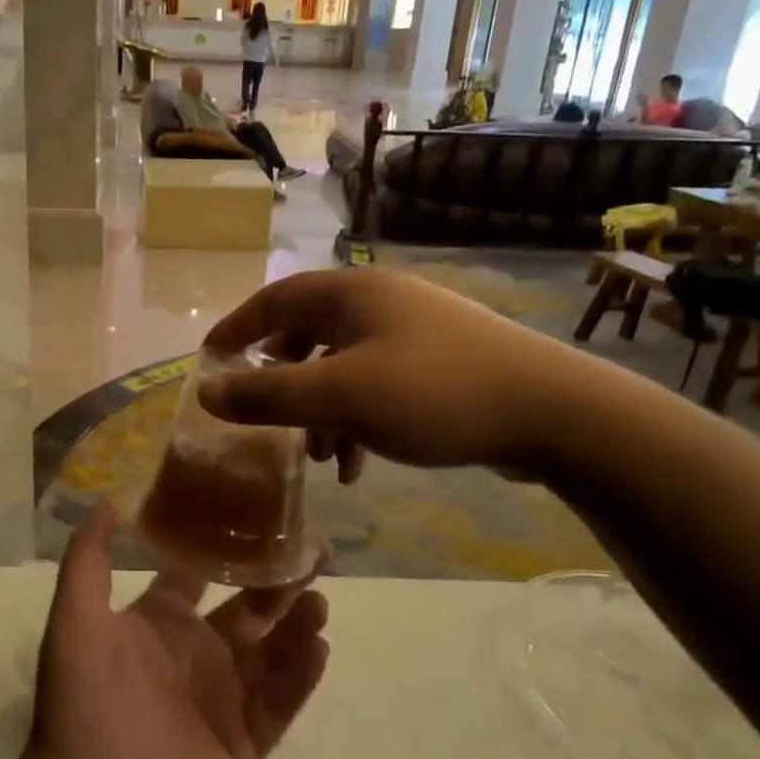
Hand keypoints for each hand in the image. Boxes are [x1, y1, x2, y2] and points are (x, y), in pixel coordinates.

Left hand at [25, 504, 329, 758]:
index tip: (260, 519)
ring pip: (272, 652)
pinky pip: (280, 703)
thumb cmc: (85, 702)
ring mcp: (223, 698)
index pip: (200, 574)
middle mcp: (196, 652)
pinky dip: (301, 676)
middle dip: (279, 584)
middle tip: (314, 556)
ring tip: (319, 601)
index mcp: (161, 621)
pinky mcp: (244, 742)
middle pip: (248, 609)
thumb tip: (106, 499)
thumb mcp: (76, 618)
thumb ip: (89, 559)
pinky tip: (318, 647)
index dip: (227, 548)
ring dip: (297, 626)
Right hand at [196, 268, 587, 472]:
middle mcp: (379, 302)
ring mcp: (413, 331)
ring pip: (343, 366)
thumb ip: (269, 394)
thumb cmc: (434, 392)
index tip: (209, 359)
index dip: (237, 328)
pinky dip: (357, 420)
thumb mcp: (340, 396)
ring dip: (321, 410)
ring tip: (318, 458)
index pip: (275, 299)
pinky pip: (377, 385)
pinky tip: (359, 464)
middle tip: (261, 411)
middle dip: (282, 378)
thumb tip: (206, 390)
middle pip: (308, 333)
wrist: (553, 412)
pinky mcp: (438, 363)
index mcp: (351, 294)